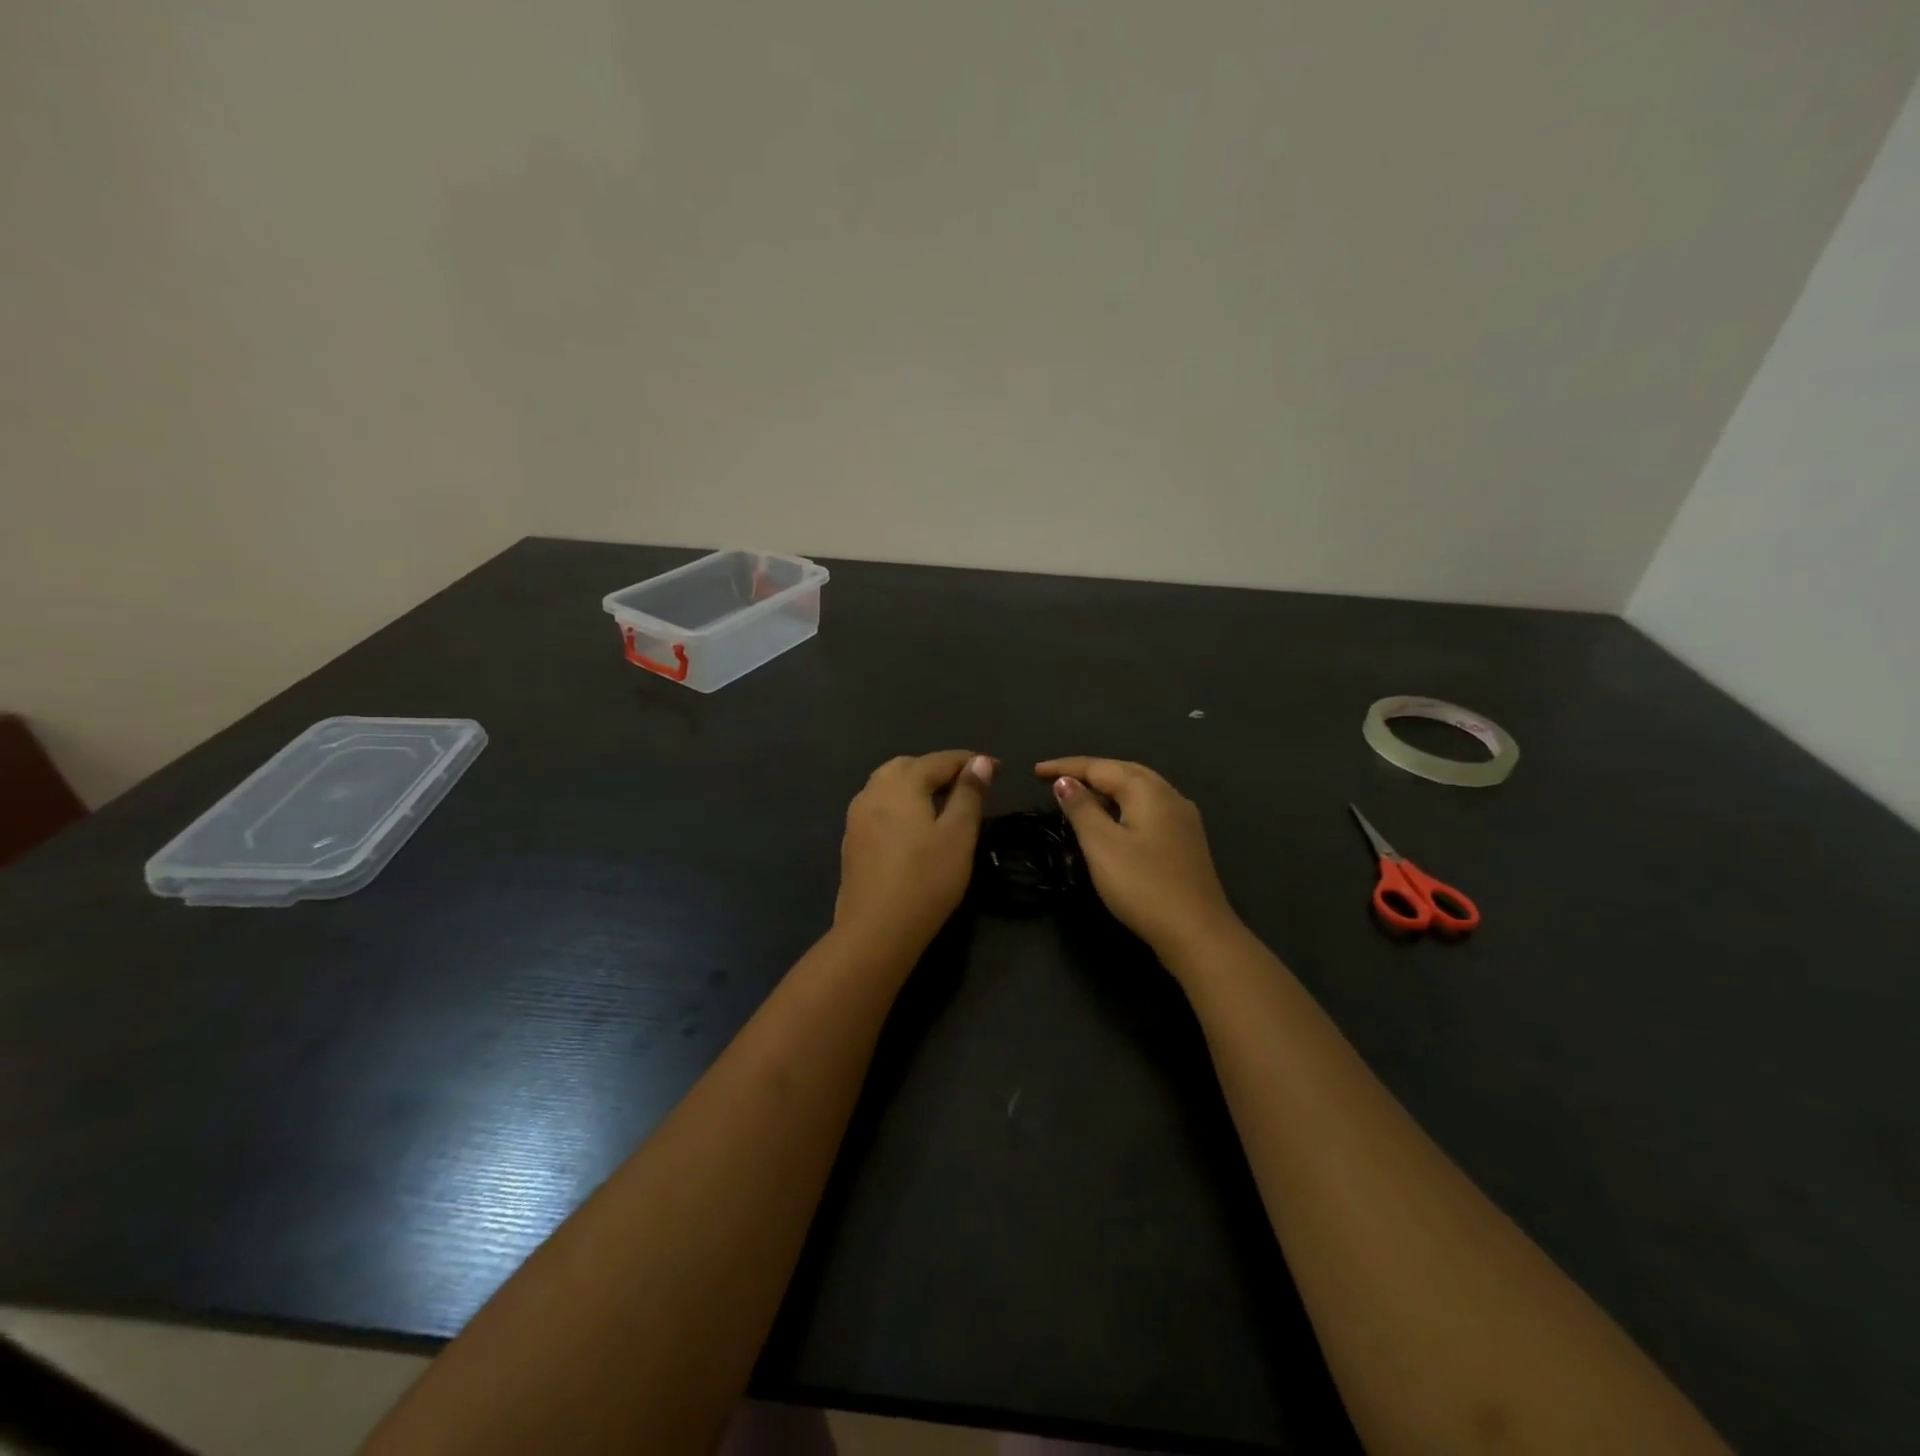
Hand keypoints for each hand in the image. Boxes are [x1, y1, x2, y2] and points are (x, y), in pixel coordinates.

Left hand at [834, 750, 993, 959]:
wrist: (876, 930)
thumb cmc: (926, 880)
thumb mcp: (959, 835)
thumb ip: (969, 794)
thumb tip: (979, 761)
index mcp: (901, 784)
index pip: (940, 760)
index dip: (970, 761)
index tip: (996, 768)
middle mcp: (873, 791)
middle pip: (909, 766)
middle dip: (939, 769)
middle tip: (968, 785)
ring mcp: (857, 815)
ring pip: (889, 784)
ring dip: (917, 784)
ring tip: (943, 803)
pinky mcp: (852, 839)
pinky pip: (879, 806)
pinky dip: (900, 803)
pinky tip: (914, 826)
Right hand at [1036, 757, 1241, 967]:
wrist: (1197, 932)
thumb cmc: (1143, 886)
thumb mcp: (1101, 845)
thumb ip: (1081, 809)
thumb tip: (1066, 782)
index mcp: (1147, 790)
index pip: (1099, 766)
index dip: (1065, 767)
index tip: (1036, 772)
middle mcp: (1169, 795)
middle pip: (1123, 771)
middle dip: (1089, 772)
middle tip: (1057, 780)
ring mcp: (1183, 818)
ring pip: (1139, 789)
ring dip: (1107, 787)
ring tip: (1080, 796)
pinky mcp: (1186, 841)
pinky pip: (1149, 808)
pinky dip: (1123, 805)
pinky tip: (1114, 821)